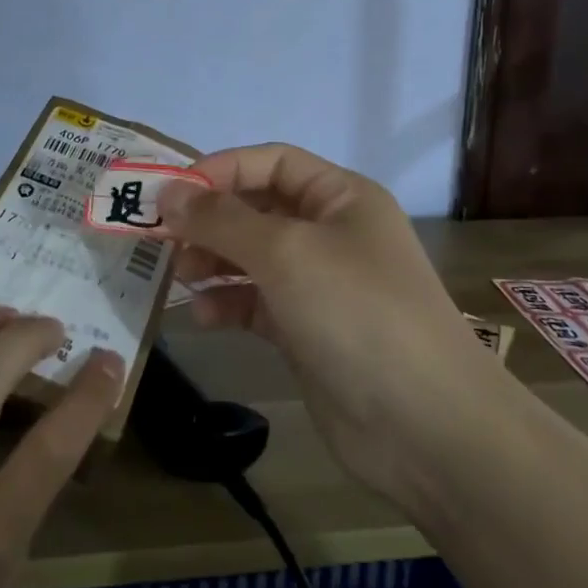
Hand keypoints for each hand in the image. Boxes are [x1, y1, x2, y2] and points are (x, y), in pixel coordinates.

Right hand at [158, 143, 492, 506]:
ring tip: (179, 277)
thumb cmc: (356, 313)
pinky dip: (228, 303)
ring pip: (252, 258)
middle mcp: (331, 233)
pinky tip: (203, 316)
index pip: (271, 162)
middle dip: (210, 220)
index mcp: (341, 197)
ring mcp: (320, 285)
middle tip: (163, 239)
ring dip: (213, 262)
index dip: (220, 170)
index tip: (170, 193)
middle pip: (257, 209)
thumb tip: (168, 192)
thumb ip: (222, 219)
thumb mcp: (286, 252)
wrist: (423, 425)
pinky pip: (257, 302)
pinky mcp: (307, 331)